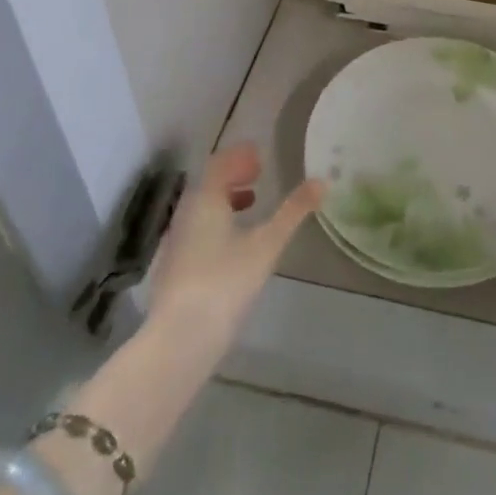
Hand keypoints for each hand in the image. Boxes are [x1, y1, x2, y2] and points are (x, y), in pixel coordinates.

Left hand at [147, 143, 322, 357]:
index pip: (219, 164)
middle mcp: (186, 214)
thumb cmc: (225, 283)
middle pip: (208, 184)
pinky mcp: (173, 268)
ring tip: (251, 204)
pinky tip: (232, 244)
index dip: (239, 157)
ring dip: (225, 198)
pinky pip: (197, 229)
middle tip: (259, 174)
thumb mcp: (266, 245)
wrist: (179, 339)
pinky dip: (217, 222)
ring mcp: (176, 243)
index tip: (260, 155)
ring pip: (201, 208)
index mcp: (205, 200)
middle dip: (233, 175)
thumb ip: (293, 212)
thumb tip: (322, 182)